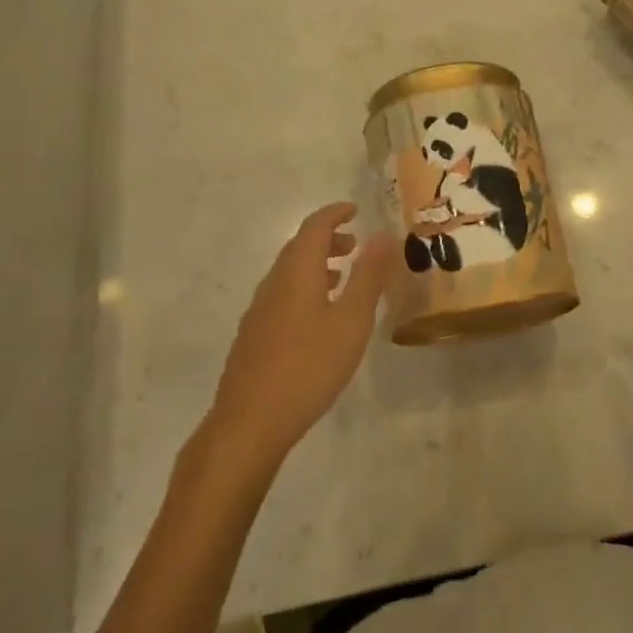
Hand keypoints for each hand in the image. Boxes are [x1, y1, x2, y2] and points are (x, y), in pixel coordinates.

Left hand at [207, 203, 399, 464]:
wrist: (249, 423)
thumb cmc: (308, 367)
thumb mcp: (351, 321)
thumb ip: (369, 276)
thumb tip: (384, 235)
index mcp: (297, 272)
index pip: (314, 226)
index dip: (335, 213)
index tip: (355, 209)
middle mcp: (274, 282)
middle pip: (299, 247)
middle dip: (327, 239)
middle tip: (355, 245)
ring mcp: (259, 310)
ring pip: (289, 272)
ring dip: (315, 264)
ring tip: (341, 277)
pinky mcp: (253, 335)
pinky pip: (282, 294)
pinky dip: (304, 287)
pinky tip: (317, 317)